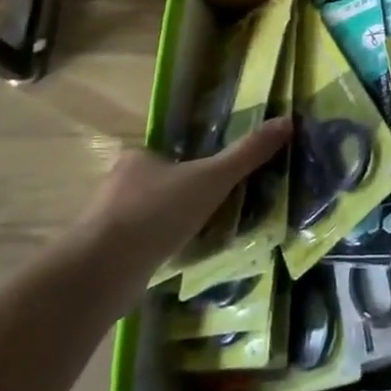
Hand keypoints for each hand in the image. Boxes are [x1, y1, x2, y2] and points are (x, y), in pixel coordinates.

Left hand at [81, 117, 291, 278]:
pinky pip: (139, 245)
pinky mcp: (104, 255)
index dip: (191, 163)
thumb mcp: (212, 178)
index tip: (213, 179)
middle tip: (213, 209)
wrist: (103, 269)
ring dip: (169, 225)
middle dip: (182, 196)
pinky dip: (156, 250)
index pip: (168, 153)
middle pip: (158, 183)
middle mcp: (117, 183)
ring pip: (147, 216)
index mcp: (139, 157)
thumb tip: (287, 122)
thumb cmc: (157, 212)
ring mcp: (106, 221)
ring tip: (200, 238)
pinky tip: (174, 261)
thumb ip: (247, 154)